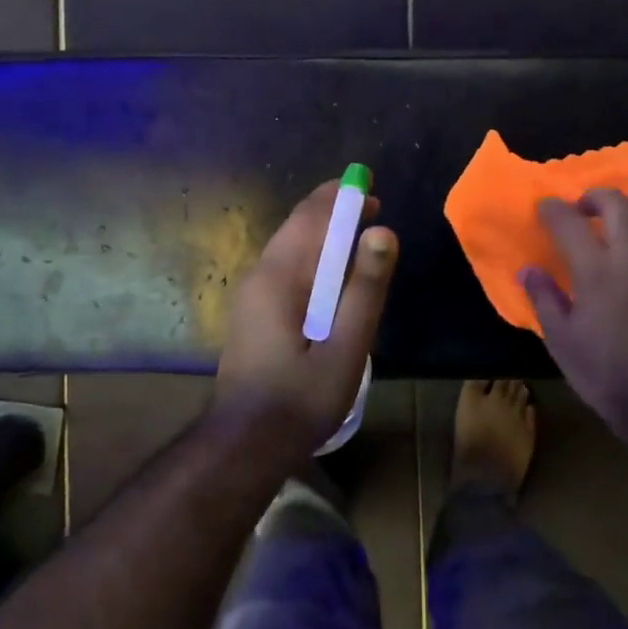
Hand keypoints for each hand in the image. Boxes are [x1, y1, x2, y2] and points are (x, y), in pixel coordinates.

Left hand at [214, 181, 398, 449]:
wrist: (245, 443)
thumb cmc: (301, 398)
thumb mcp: (346, 347)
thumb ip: (365, 289)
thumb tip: (382, 232)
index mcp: (280, 277)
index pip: (311, 218)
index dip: (340, 197)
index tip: (368, 185)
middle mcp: (260, 276)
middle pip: (297, 227)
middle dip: (332, 211)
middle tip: (369, 207)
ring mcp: (251, 295)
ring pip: (289, 247)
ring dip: (322, 233)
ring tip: (356, 234)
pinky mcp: (251, 313)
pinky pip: (284, 267)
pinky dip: (311, 256)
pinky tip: (330, 274)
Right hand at [520, 190, 627, 429]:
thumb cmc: (604, 370)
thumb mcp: (561, 339)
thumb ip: (543, 298)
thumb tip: (527, 270)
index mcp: (595, 269)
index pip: (569, 222)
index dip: (552, 210)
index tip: (544, 208)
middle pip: (615, 204)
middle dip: (594, 197)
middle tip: (582, 208)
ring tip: (617, 218)